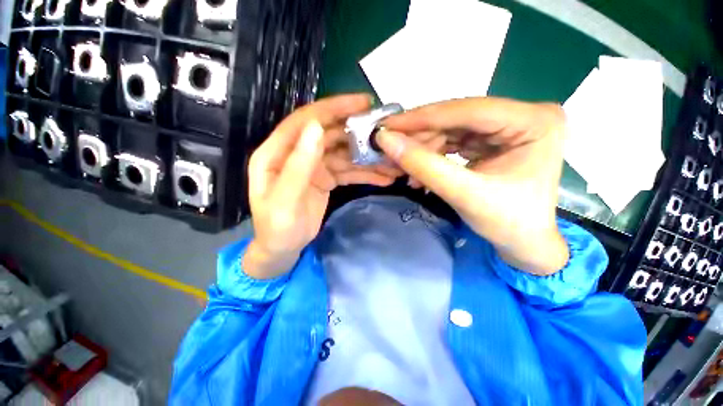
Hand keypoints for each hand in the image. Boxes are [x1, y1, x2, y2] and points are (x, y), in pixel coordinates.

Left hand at [244, 94, 401, 278]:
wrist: (283, 250)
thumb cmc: (277, 228)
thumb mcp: (285, 199)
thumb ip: (299, 165)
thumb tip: (316, 128)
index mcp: (277, 152)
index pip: (307, 121)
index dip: (333, 108)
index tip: (362, 102)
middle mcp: (296, 154)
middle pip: (331, 135)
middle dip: (358, 134)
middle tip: (386, 133)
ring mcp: (314, 166)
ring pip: (344, 155)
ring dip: (366, 158)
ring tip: (391, 162)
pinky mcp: (326, 179)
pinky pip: (347, 171)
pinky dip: (364, 174)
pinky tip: (382, 178)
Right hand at [378, 98, 568, 274]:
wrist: (522, 243)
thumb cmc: (506, 223)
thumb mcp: (464, 194)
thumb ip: (424, 165)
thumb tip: (386, 139)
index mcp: (534, 122)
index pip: (468, 111)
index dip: (423, 118)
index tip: (388, 125)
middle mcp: (523, 115)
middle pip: (457, 118)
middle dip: (419, 135)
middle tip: (388, 146)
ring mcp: (508, 126)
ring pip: (451, 129)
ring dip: (422, 147)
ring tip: (400, 166)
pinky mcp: (493, 139)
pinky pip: (453, 140)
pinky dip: (431, 155)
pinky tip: (417, 171)